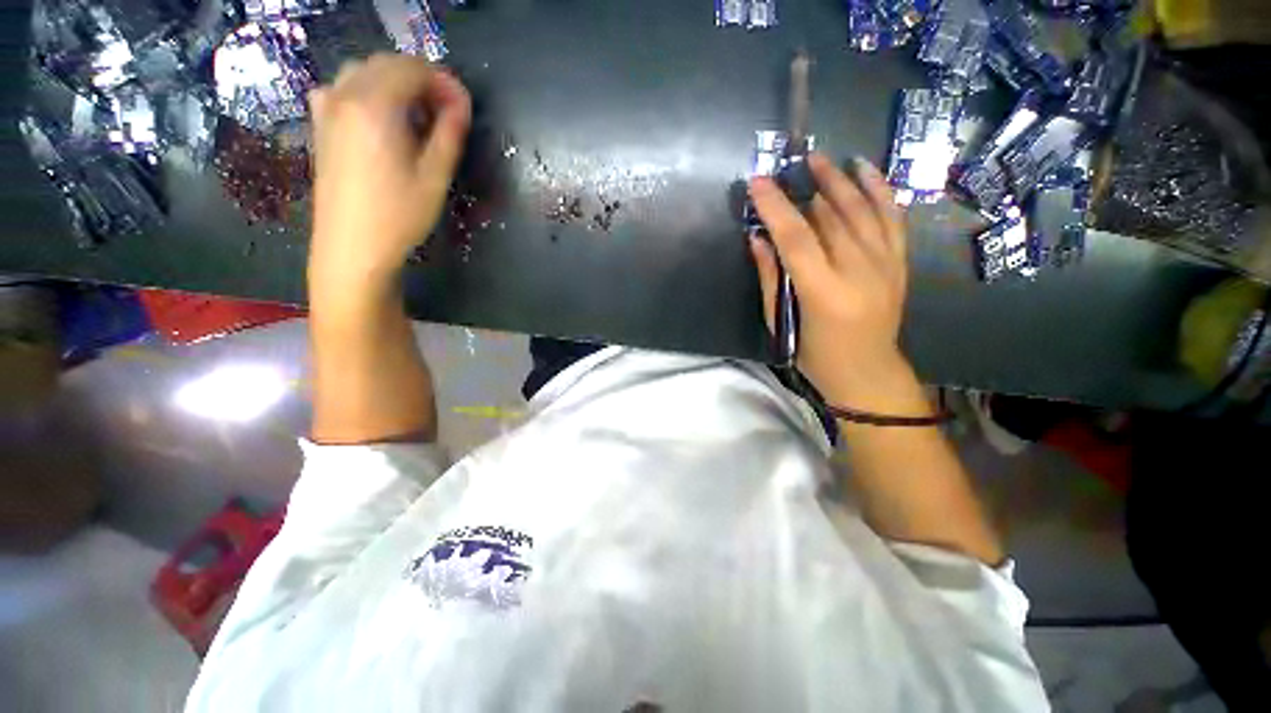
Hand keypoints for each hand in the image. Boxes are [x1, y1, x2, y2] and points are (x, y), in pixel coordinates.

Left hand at [307, 54, 471, 292]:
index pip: (413, 69)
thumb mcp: (435, 177)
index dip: (444, 82)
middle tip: (447, 111)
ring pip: (364, 72)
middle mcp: (345, 95)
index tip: (464, 106)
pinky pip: (344, 88)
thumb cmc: (399, 215)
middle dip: (421, 79)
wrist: (352, 246)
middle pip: (387, 64)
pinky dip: (369, 91)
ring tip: (419, 115)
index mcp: (374, 105)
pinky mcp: (320, 125)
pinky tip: (381, 117)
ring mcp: (327, 108)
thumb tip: (461, 104)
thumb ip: (450, 134)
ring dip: (395, 83)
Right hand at [748, 153, 912, 410]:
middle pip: (830, 217)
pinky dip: (879, 189)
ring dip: (839, 180)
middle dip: (805, 187)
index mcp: (824, 293)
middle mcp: (859, 272)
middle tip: (784, 167)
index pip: (796, 239)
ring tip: (819, 158)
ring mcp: (885, 264)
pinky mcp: (899, 262)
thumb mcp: (782, 321)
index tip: (757, 182)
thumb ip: (771, 277)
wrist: (867, 371)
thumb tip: (757, 238)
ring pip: (862, 210)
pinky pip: (892, 217)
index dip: (775, 208)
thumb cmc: (814, 354)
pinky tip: (864, 168)